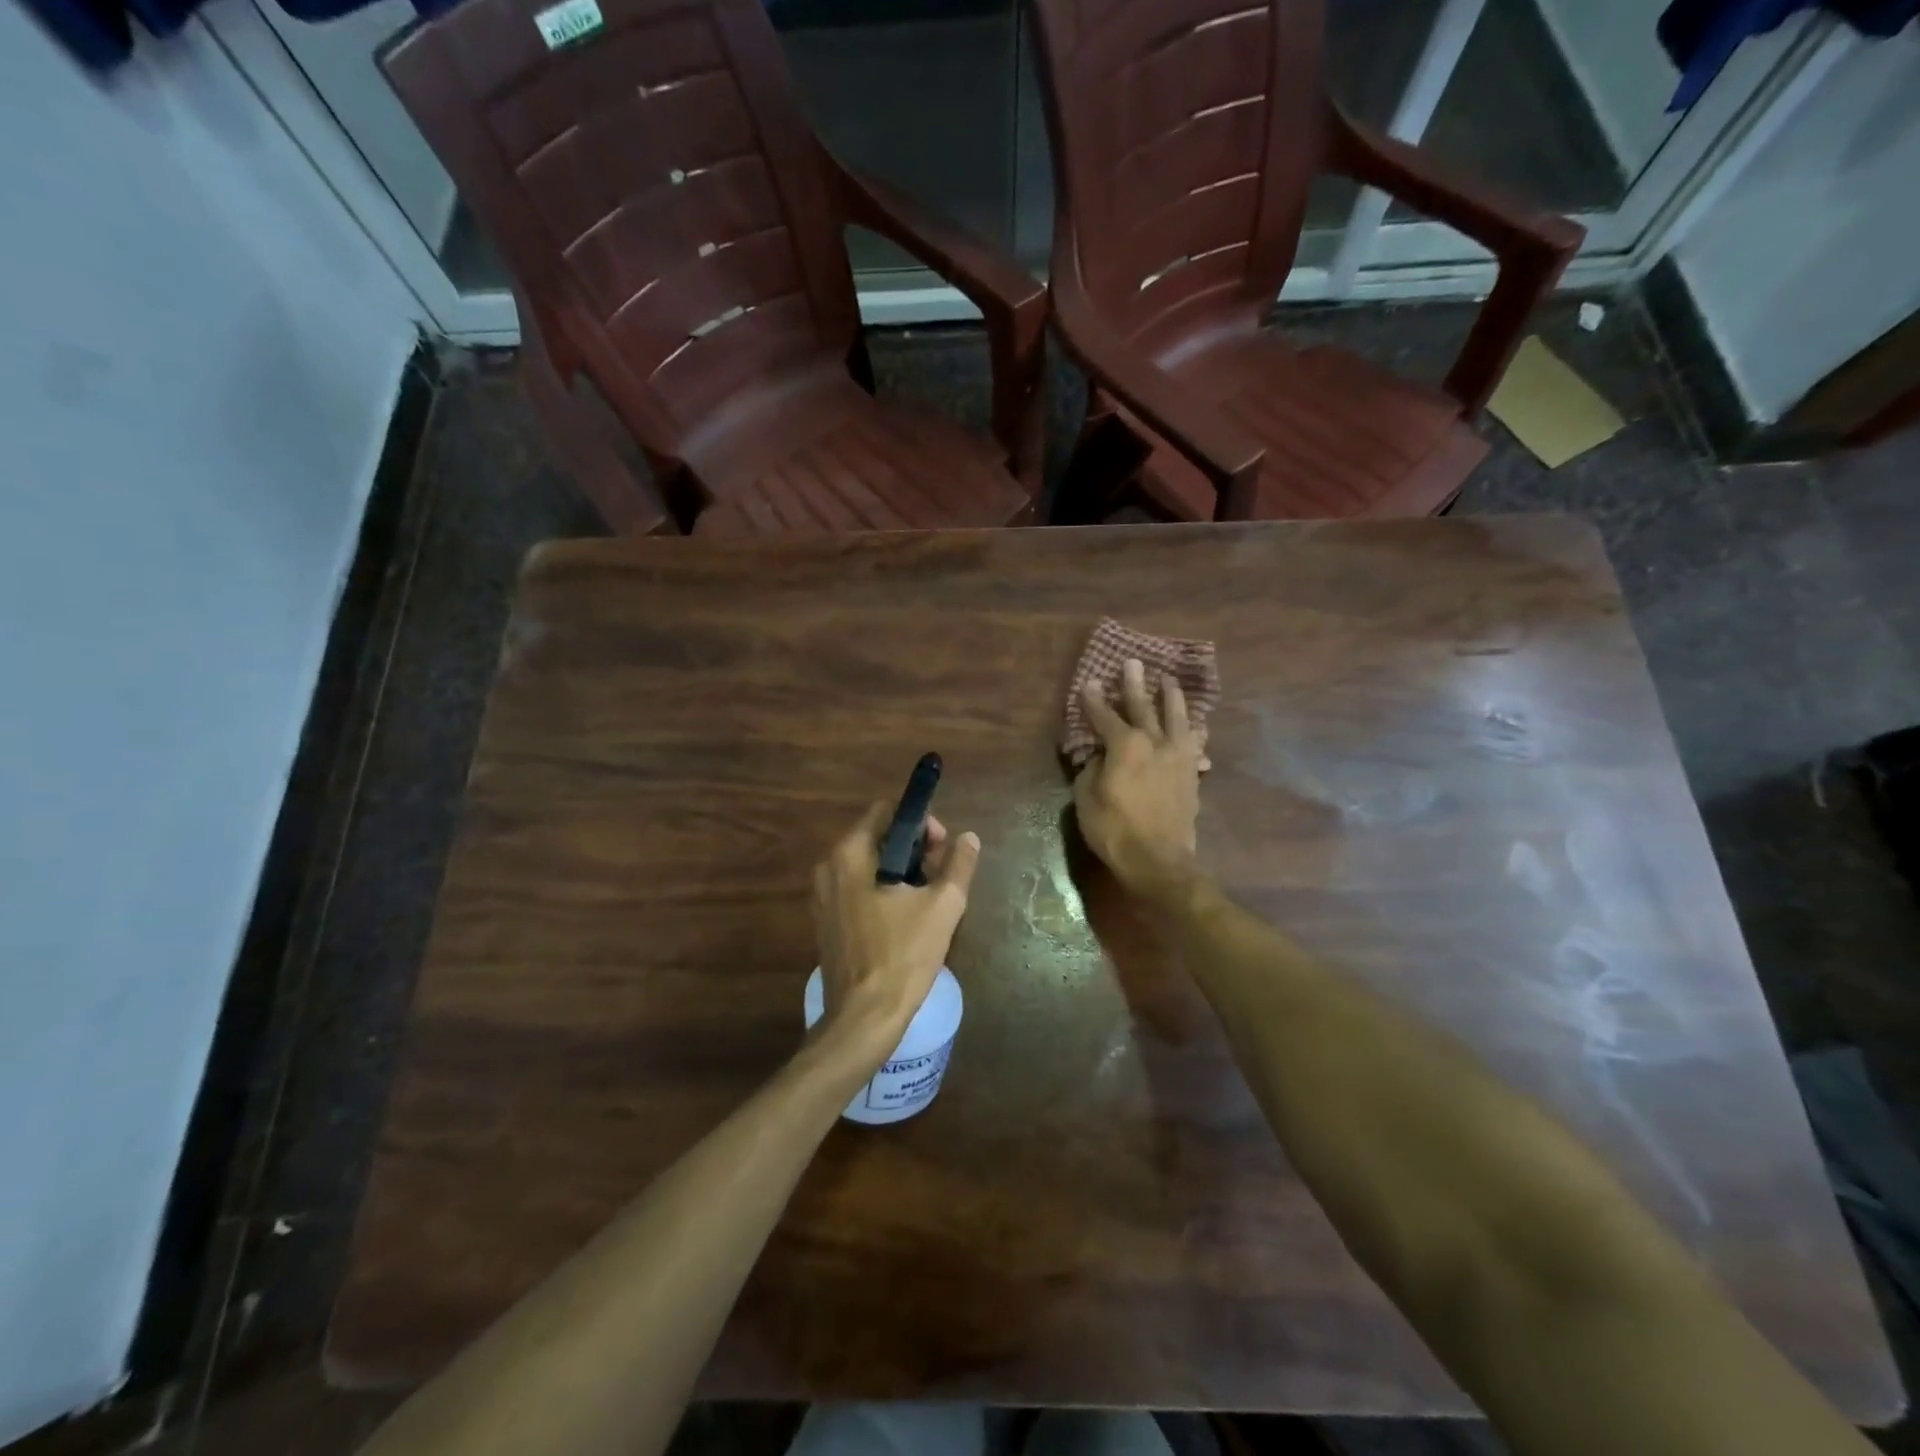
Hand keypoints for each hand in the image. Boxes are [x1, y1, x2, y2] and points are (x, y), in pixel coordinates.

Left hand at [812, 802, 980, 1062]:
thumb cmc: (903, 955)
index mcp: (850, 854)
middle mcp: (828, 868)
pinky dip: (882, 891)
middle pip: (877, 837)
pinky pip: (857, 889)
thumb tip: (969, 838)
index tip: (943, 848)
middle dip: (914, 849)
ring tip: (929, 898)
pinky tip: (906, 918)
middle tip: (941, 875)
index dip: (920, 822)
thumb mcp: (943, 906)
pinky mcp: (826, 922)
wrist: (864, 1018)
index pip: (886, 812)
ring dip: (901, 871)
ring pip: (868, 865)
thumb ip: (958, 865)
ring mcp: (823, 897)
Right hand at [1073, 658, 1203, 897]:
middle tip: (1133, 663)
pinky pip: (1194, 744)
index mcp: (1124, 745)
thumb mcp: (1086, 798)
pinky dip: (1193, 732)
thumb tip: (1100, 758)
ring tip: (1169, 681)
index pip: (1104, 715)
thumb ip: (1092, 770)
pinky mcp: (1191, 774)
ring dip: (1171, 698)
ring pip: (1176, 718)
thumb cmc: (1113, 829)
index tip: (1089, 682)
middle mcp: (1154, 742)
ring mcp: (1178, 757)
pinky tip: (1196, 727)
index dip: (1094, 699)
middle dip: (1134, 684)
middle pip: (1143, 707)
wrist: (1158, 860)